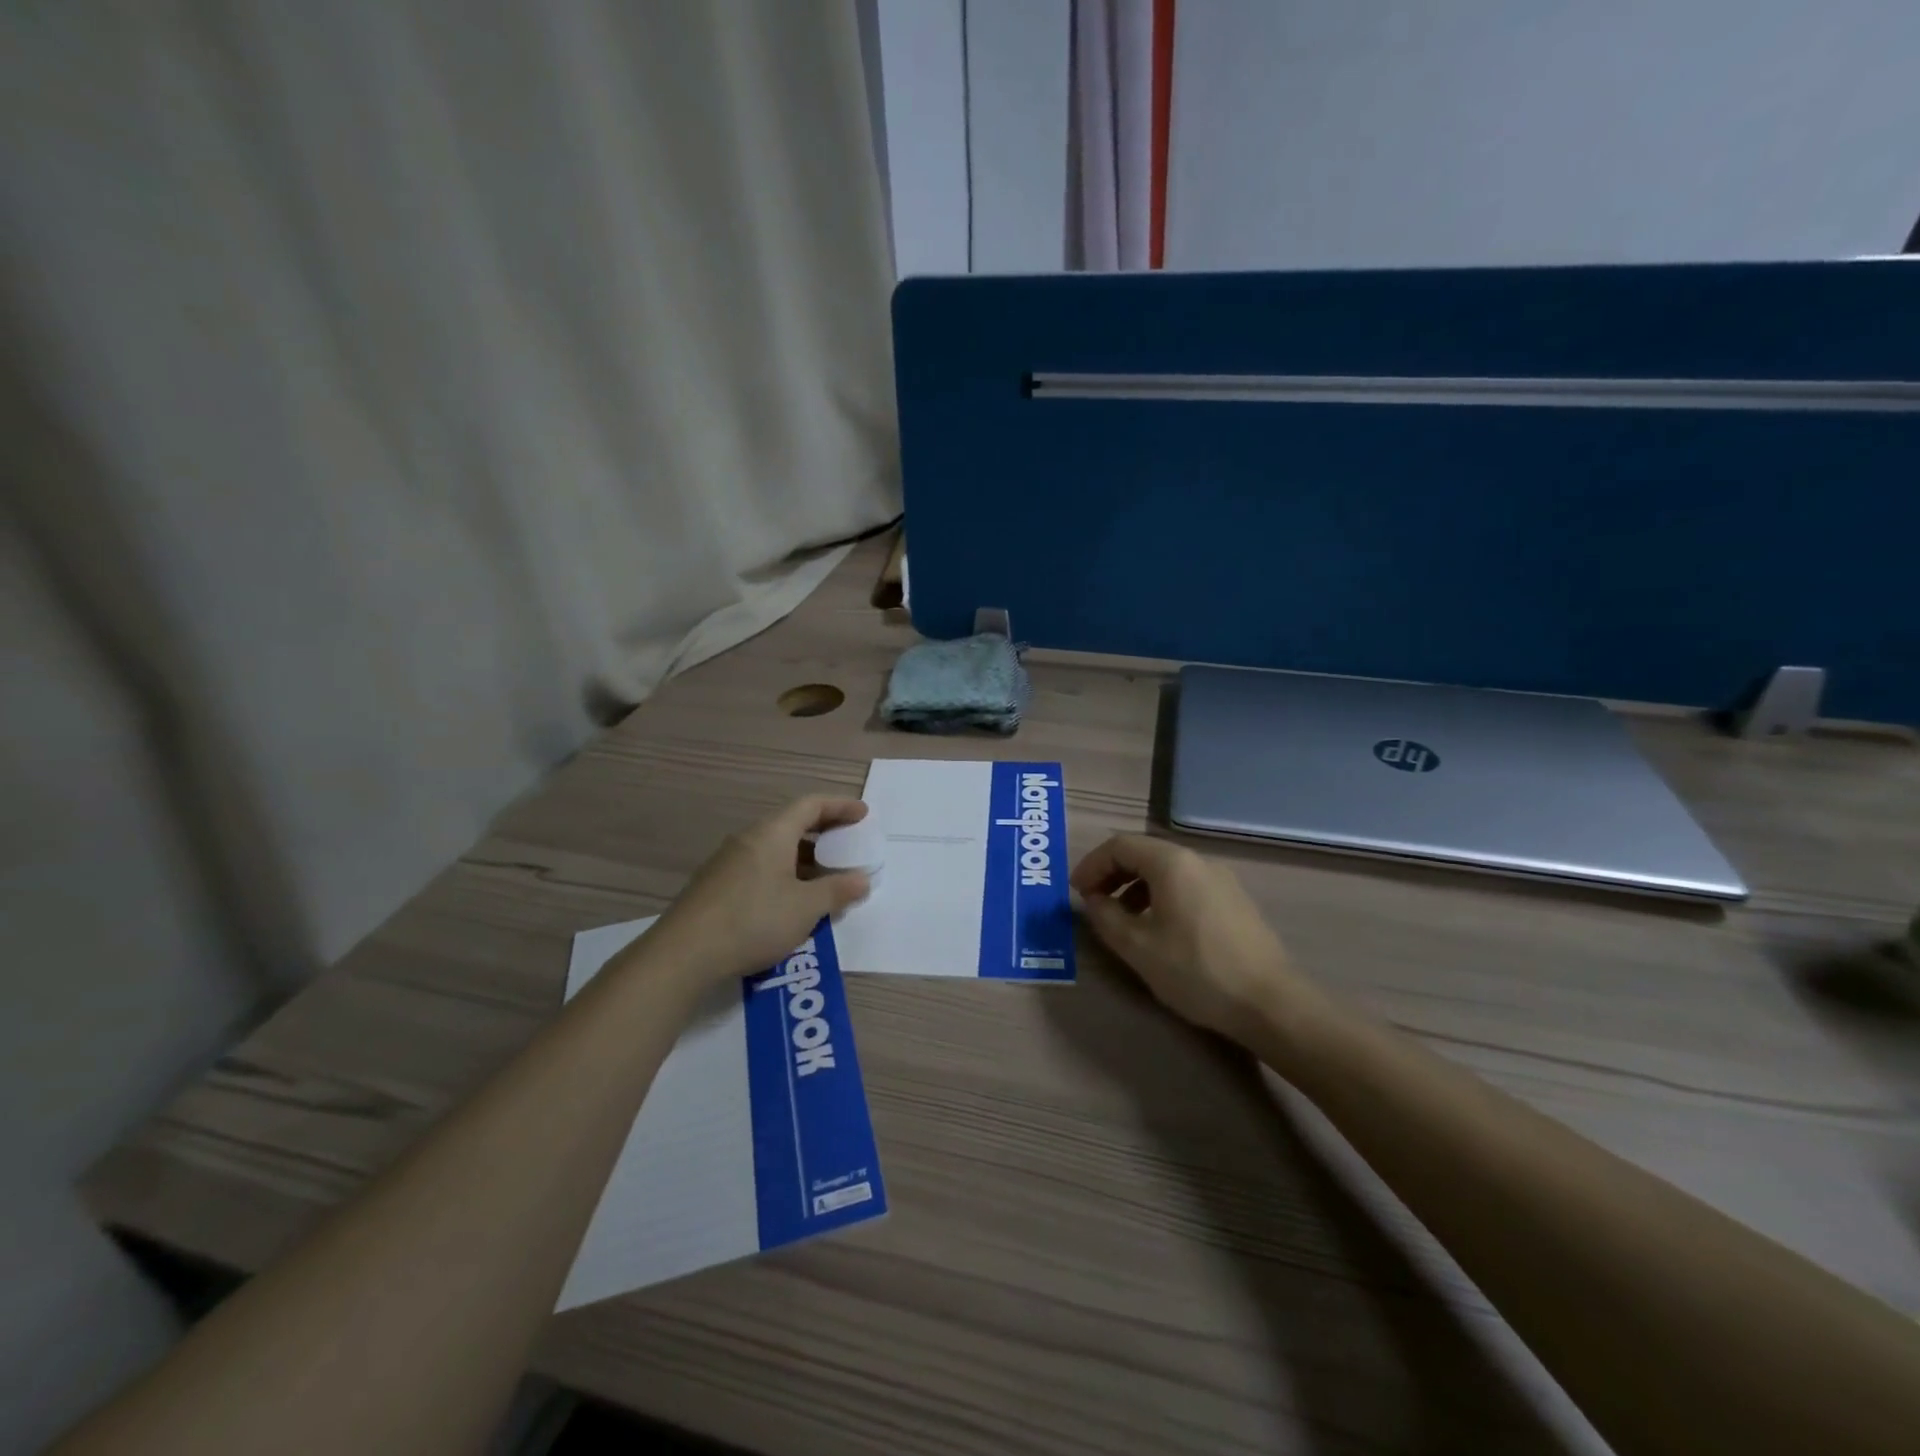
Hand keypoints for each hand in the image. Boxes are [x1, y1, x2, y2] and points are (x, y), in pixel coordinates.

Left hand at [649, 796, 872, 983]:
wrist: (684, 954)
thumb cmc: (753, 920)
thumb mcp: (805, 908)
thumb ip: (837, 891)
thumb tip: (861, 880)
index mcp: (772, 833)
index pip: (811, 805)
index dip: (840, 806)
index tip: (863, 815)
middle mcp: (749, 838)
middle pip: (792, 823)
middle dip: (824, 832)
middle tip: (849, 844)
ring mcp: (728, 861)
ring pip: (775, 848)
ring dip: (805, 857)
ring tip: (826, 877)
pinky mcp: (716, 885)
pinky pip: (761, 866)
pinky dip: (785, 872)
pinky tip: (792, 900)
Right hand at [1071, 833, 1325, 1048]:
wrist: (1270, 1003)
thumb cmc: (1196, 971)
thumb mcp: (1138, 948)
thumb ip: (1106, 917)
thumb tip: (1093, 900)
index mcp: (1172, 863)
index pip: (1119, 846)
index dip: (1091, 865)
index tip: (1075, 893)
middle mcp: (1197, 860)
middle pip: (1143, 853)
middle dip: (1112, 874)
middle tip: (1093, 903)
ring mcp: (1221, 879)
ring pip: (1166, 869)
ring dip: (1135, 886)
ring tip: (1123, 919)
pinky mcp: (1234, 900)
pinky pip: (1186, 884)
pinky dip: (1160, 895)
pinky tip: (1159, 929)